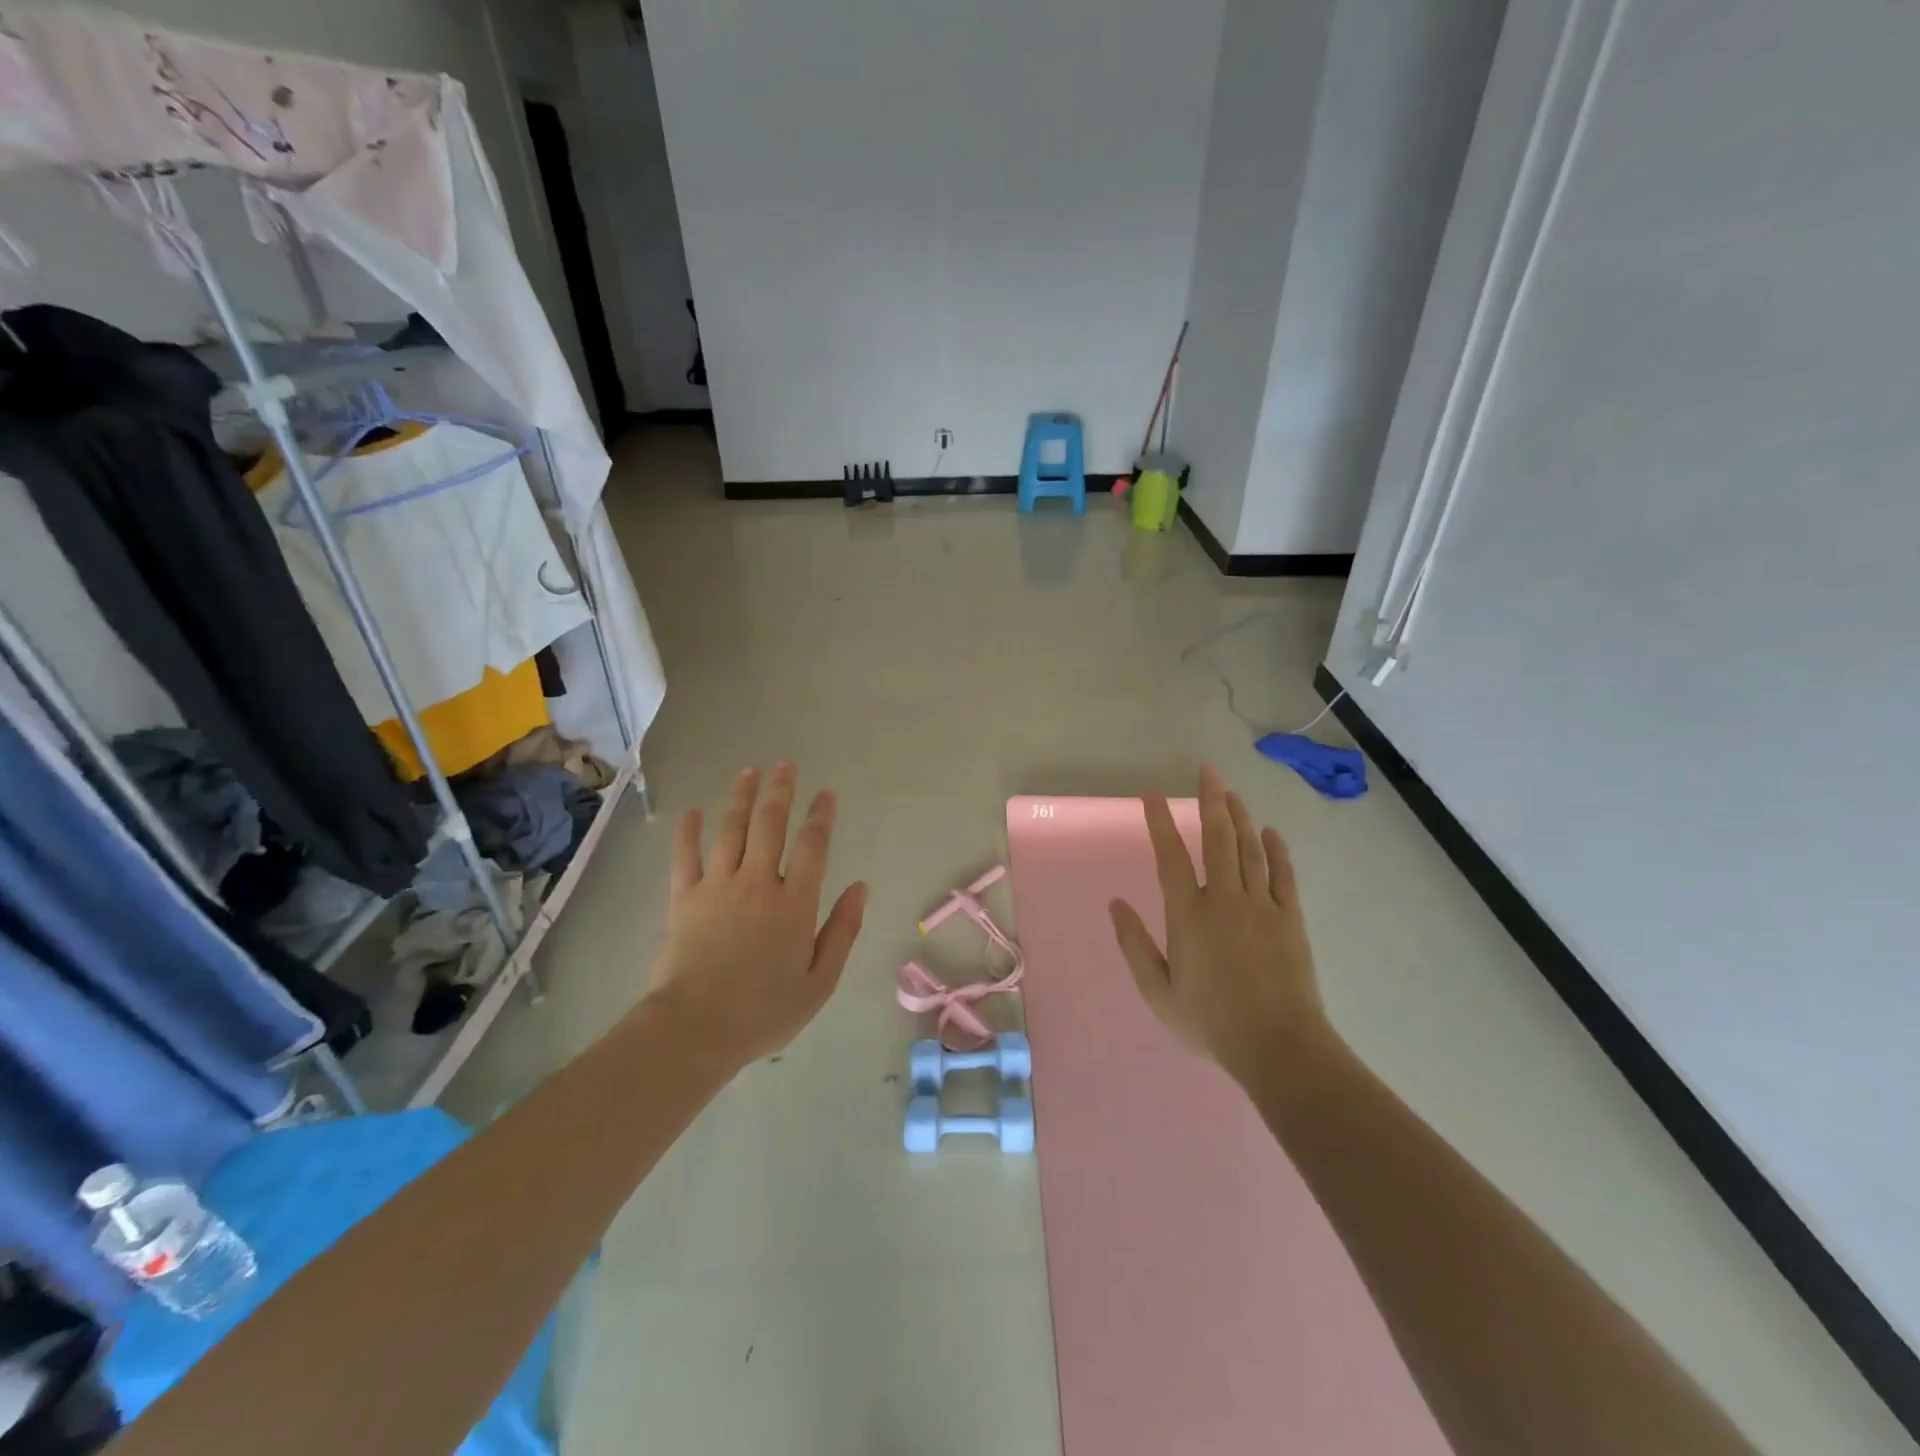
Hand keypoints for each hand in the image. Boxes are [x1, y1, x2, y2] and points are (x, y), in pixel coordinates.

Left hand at [643, 765, 867, 1071]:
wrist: (695, 1029)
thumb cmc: (765, 1011)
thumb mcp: (820, 981)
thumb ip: (842, 930)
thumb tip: (860, 887)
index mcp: (794, 903)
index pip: (813, 846)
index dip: (821, 816)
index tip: (826, 794)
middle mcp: (758, 882)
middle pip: (771, 825)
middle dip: (780, 791)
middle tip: (785, 766)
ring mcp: (717, 886)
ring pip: (731, 829)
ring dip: (741, 797)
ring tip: (749, 772)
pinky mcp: (683, 898)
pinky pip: (685, 856)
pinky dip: (687, 831)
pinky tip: (692, 811)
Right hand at [1109, 766, 1328, 1082]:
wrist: (1277, 1046)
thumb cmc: (1211, 1022)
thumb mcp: (1158, 992)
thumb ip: (1134, 945)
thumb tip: (1115, 904)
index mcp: (1188, 914)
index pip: (1170, 856)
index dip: (1160, 822)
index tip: (1152, 795)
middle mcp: (1224, 898)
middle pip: (1217, 838)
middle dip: (1210, 801)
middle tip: (1207, 772)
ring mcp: (1261, 905)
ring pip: (1249, 848)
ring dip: (1239, 817)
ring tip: (1231, 793)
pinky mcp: (1289, 917)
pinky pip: (1283, 873)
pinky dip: (1277, 849)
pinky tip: (1271, 832)